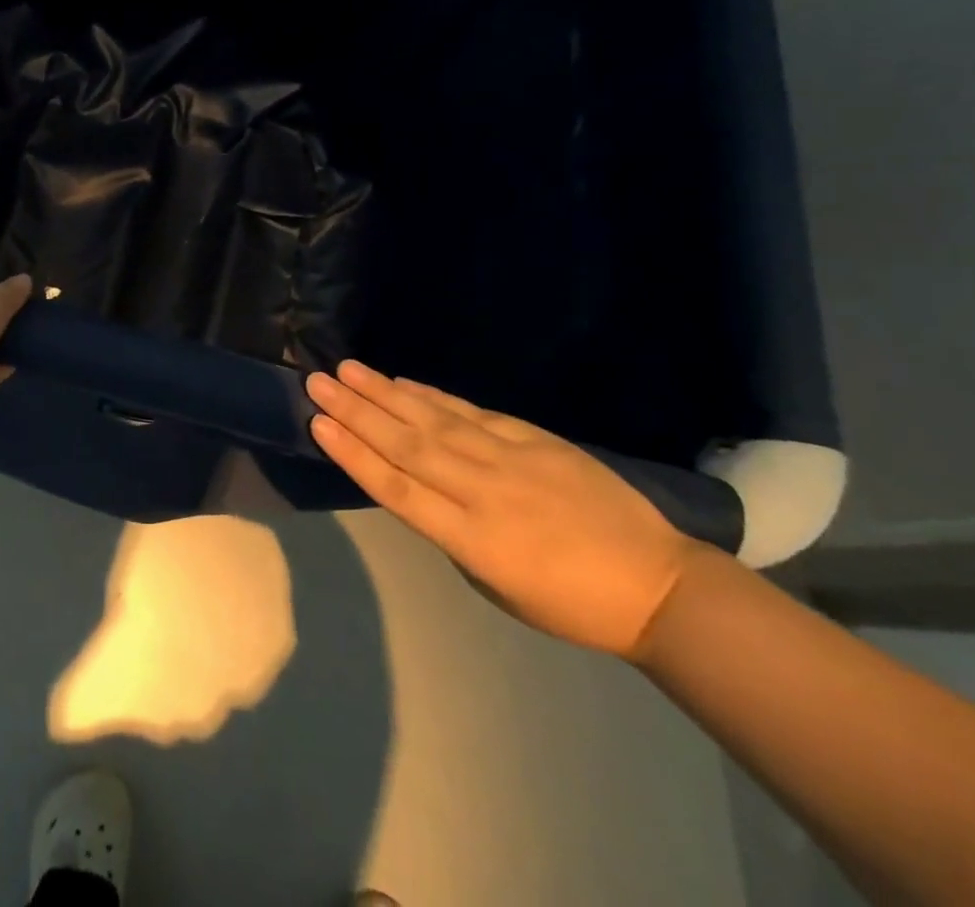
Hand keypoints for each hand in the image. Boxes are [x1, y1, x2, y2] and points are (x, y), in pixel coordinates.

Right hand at [307, 361, 703, 658]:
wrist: (657, 585)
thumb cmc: (569, 604)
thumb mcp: (496, 585)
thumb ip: (452, 531)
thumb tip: (420, 485)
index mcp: (473, 541)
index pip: (397, 490)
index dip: (354, 455)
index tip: (318, 424)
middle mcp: (483, 492)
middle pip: (406, 445)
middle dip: (356, 412)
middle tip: (317, 382)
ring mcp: (510, 459)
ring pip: (433, 420)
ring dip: (384, 393)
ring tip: (346, 370)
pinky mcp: (534, 439)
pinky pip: (472, 412)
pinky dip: (433, 395)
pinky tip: (403, 382)